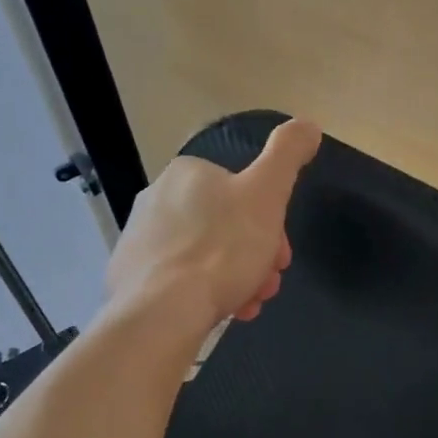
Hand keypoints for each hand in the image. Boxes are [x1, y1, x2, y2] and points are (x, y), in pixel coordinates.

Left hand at [106, 119, 322, 334]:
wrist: (163, 311)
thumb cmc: (222, 249)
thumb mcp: (267, 194)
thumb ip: (288, 154)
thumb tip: (307, 124)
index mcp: (187, 173)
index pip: (241, 194)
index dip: (271, 224)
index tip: (281, 256)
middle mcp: (156, 198)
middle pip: (225, 227)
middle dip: (254, 256)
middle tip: (268, 285)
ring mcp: (139, 240)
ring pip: (204, 257)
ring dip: (236, 278)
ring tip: (248, 305)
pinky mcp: (129, 276)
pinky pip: (179, 281)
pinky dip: (204, 294)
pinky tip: (220, 312)